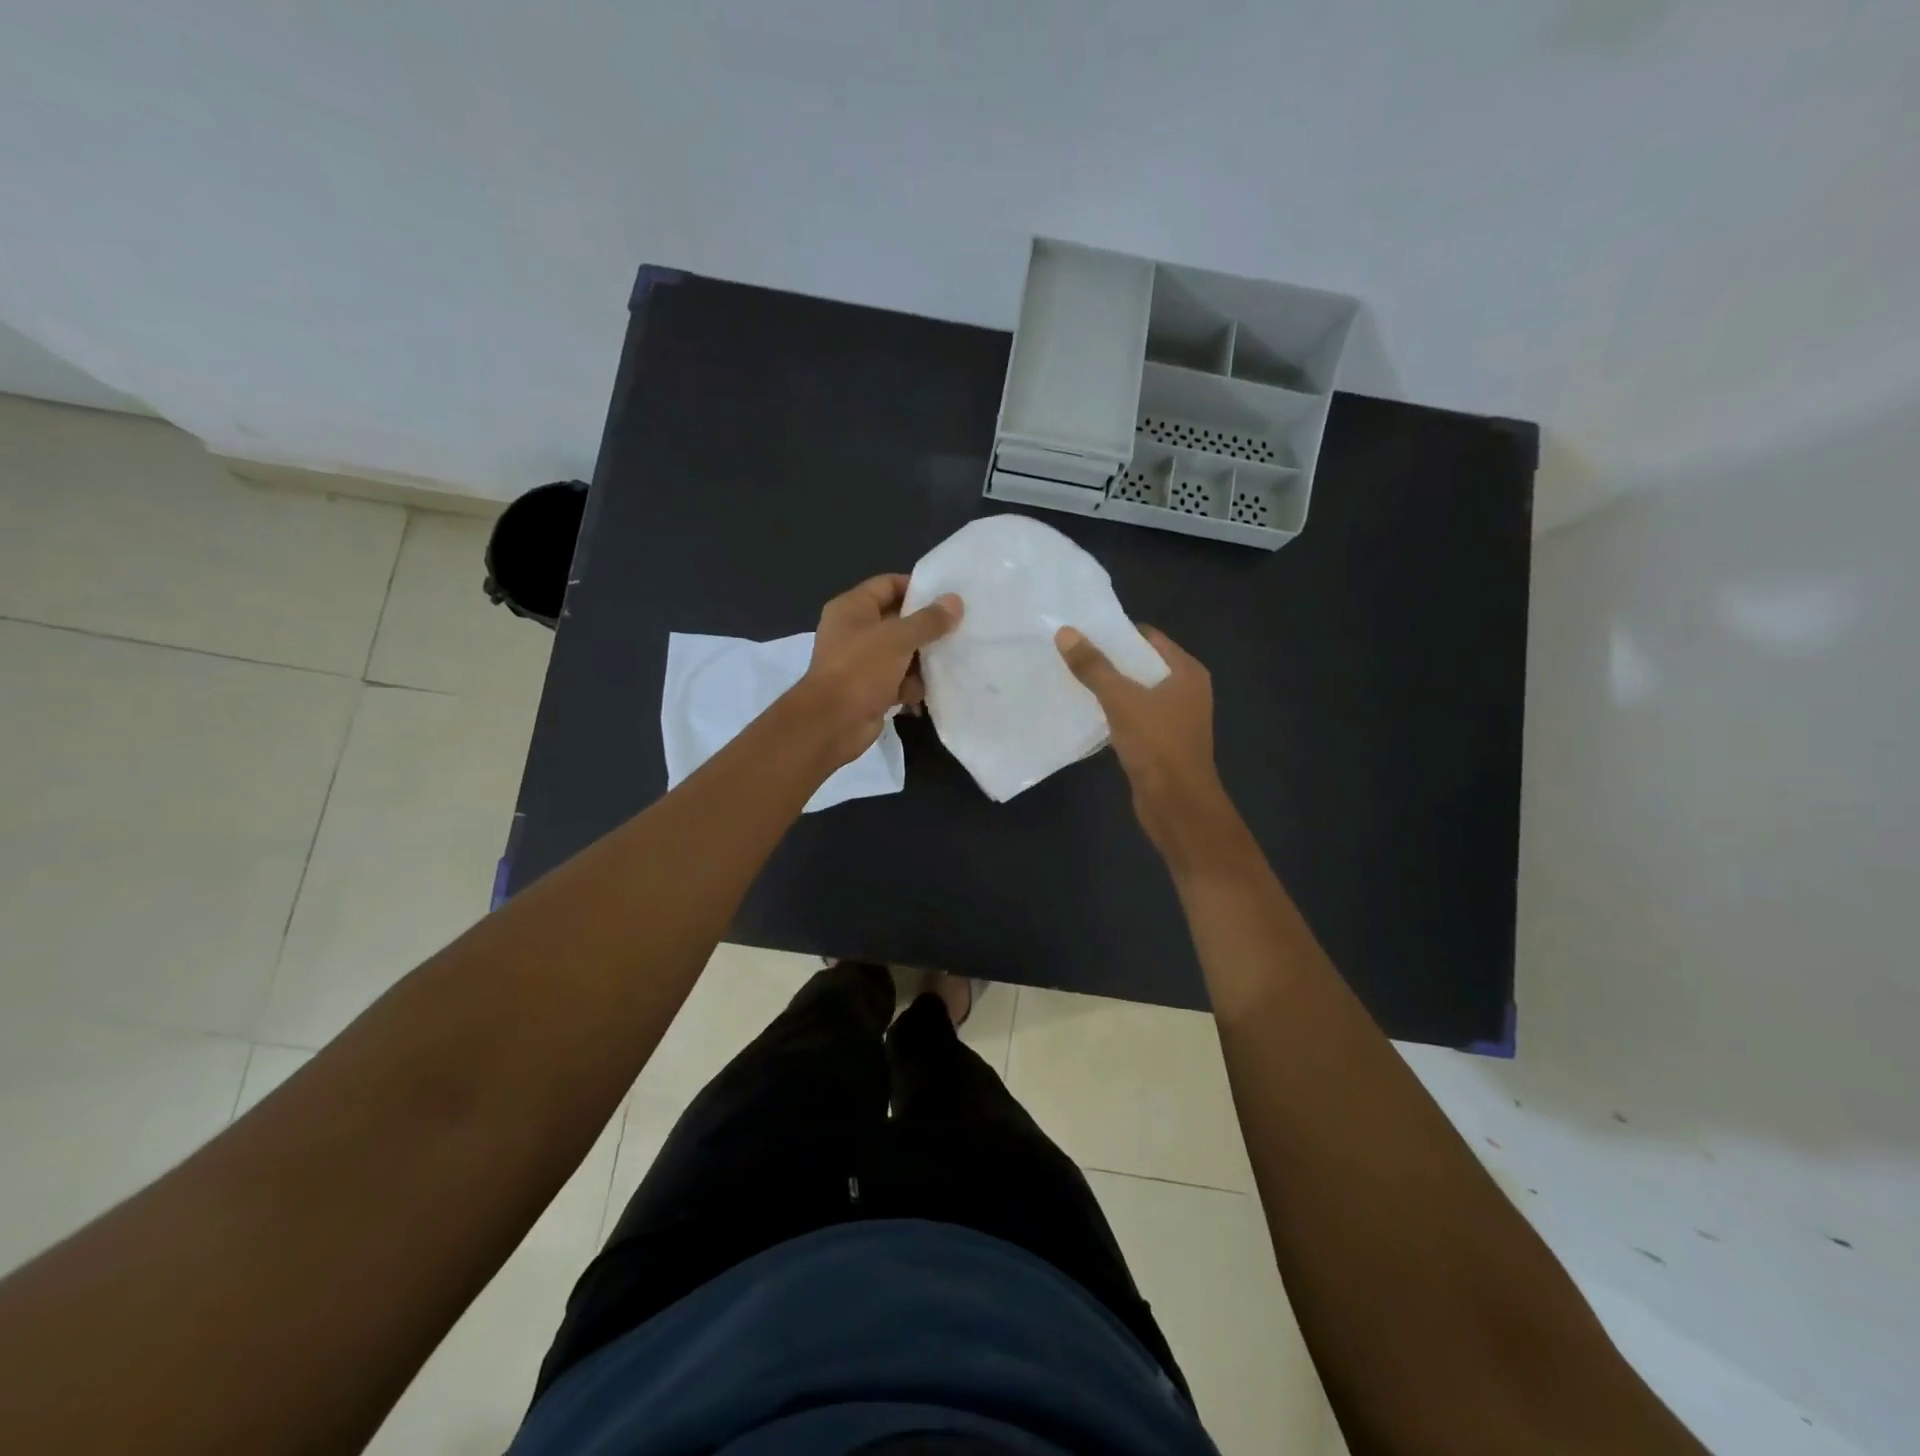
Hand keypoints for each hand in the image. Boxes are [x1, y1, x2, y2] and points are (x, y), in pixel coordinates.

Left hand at [798, 574, 961, 766]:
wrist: (832, 723)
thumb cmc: (861, 669)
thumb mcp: (898, 639)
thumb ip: (929, 620)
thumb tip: (955, 601)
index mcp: (852, 608)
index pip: (888, 585)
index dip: (917, 588)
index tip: (948, 598)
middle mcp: (855, 631)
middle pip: (898, 621)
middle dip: (926, 629)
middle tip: (960, 630)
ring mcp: (862, 662)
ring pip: (902, 654)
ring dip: (923, 661)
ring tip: (951, 662)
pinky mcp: (870, 690)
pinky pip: (899, 681)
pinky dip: (912, 686)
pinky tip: (931, 692)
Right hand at [1055, 625, 1229, 855]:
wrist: (1177, 805)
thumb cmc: (1157, 745)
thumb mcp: (1122, 700)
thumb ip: (1094, 667)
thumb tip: (1065, 633)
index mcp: (1186, 672)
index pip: (1148, 639)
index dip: (1116, 633)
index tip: (1081, 631)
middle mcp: (1184, 690)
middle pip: (1140, 665)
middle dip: (1107, 660)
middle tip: (1068, 653)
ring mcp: (1173, 718)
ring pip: (1134, 693)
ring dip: (1107, 688)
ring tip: (1069, 678)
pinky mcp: (1159, 742)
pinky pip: (1131, 717)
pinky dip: (1111, 713)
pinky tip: (1083, 712)